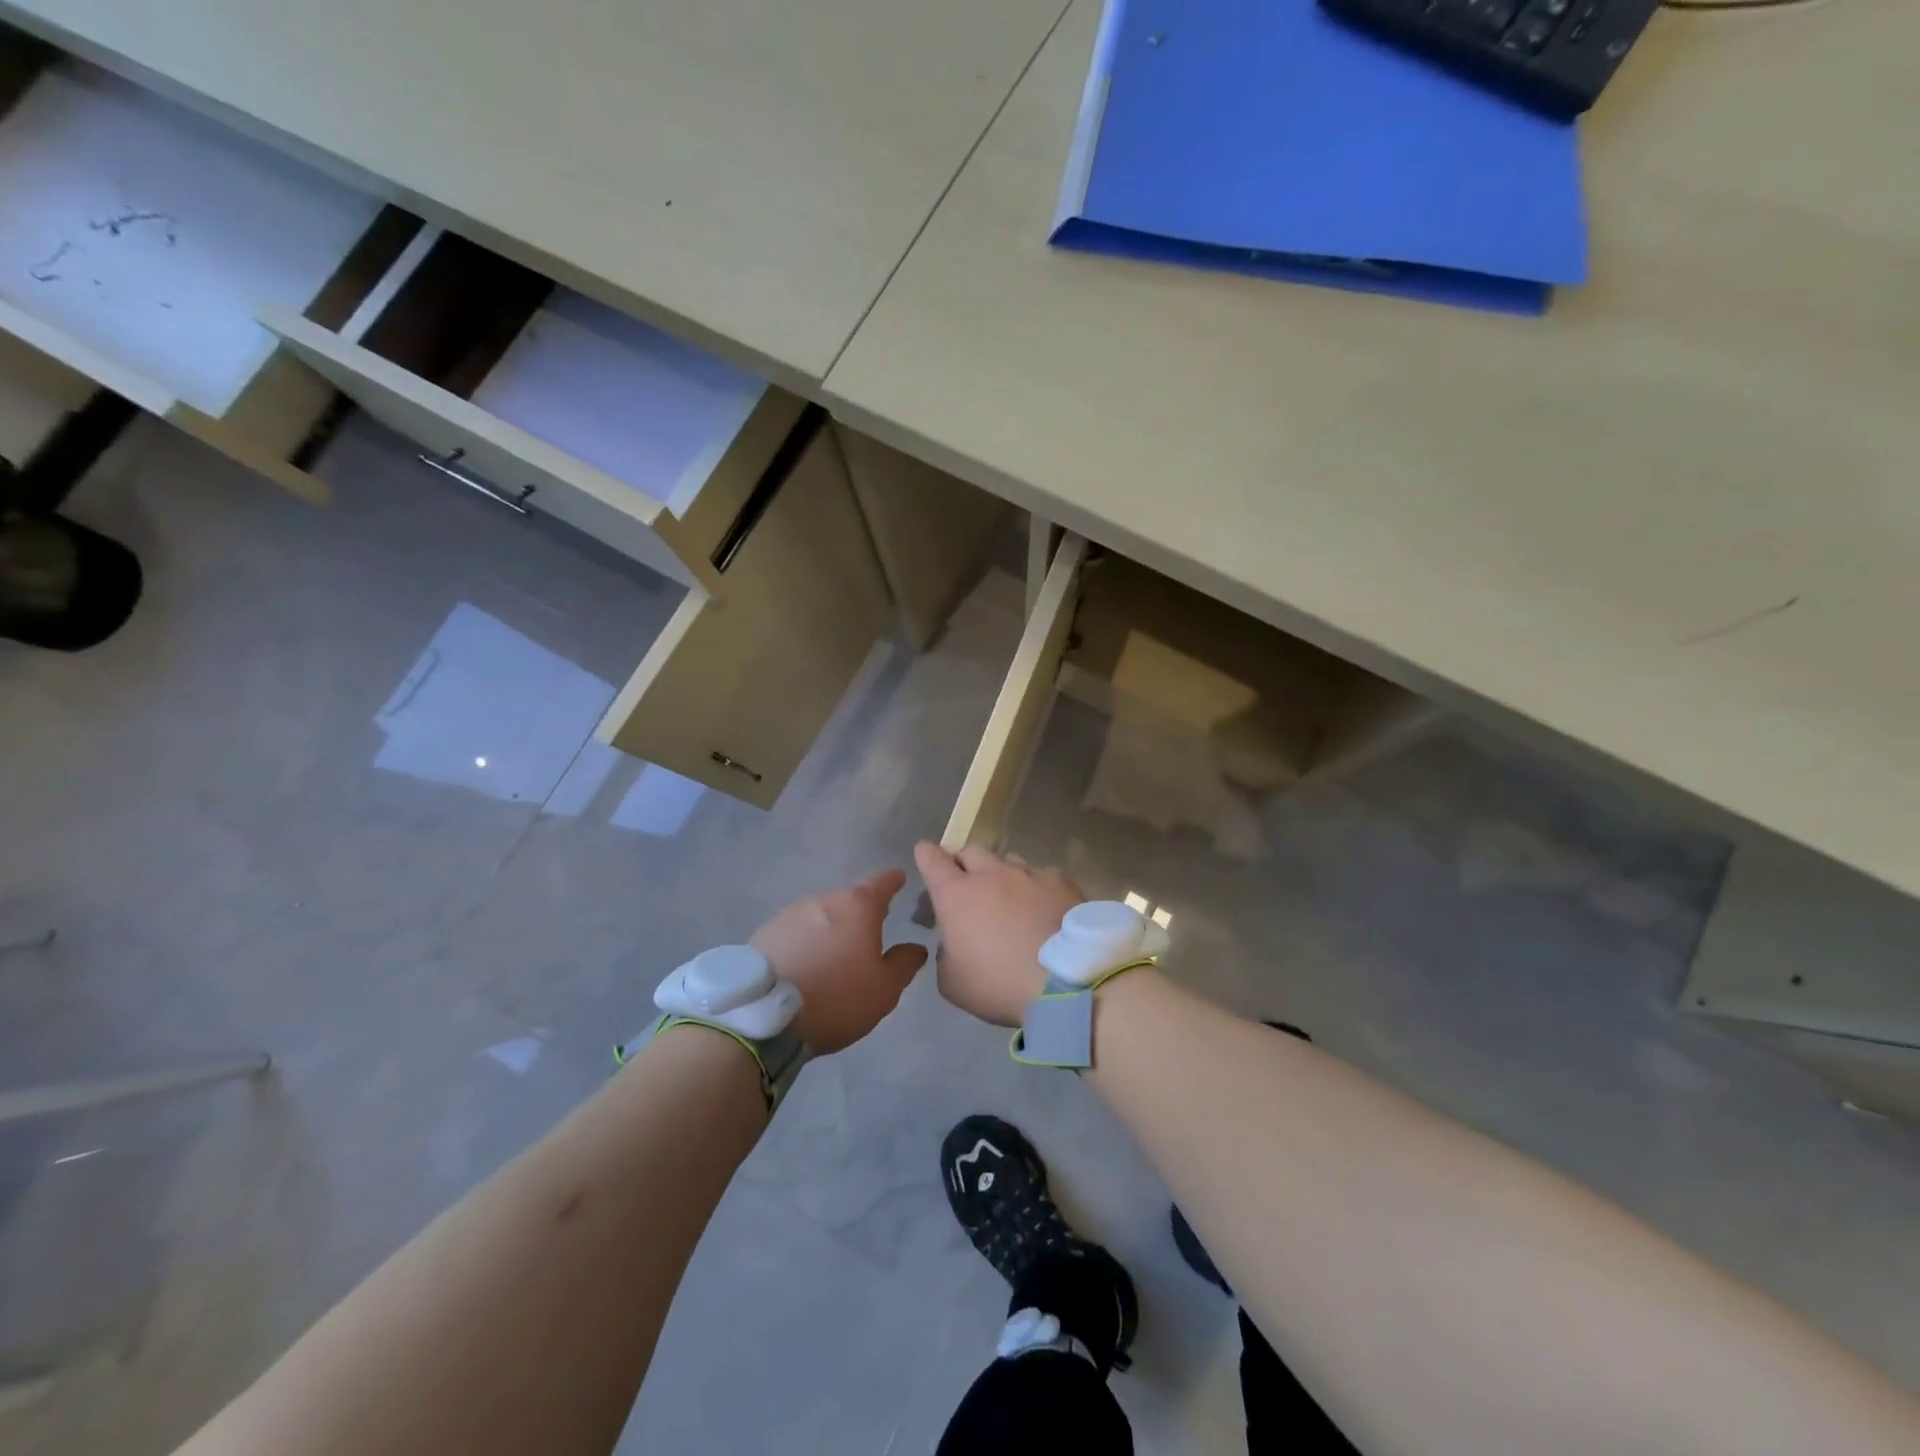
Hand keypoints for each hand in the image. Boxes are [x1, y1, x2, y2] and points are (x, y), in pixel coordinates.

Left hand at [749, 869, 927, 1053]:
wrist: (762, 1015)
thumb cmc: (836, 997)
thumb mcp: (884, 990)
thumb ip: (904, 964)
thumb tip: (915, 947)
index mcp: (858, 906)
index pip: (882, 882)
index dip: (894, 881)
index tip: (900, 879)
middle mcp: (824, 899)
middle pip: (849, 900)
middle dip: (861, 913)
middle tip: (870, 932)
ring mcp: (790, 913)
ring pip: (820, 915)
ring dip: (831, 929)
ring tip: (835, 955)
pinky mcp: (765, 932)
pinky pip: (796, 932)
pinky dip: (806, 942)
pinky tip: (806, 965)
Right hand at [913, 842, 1083, 1026]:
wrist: (1066, 982)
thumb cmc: (999, 984)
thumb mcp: (953, 983)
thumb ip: (946, 954)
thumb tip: (954, 942)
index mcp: (956, 895)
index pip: (932, 859)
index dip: (926, 855)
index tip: (925, 854)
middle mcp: (990, 873)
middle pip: (970, 851)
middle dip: (965, 864)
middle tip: (969, 887)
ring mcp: (1028, 873)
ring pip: (1007, 861)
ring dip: (1002, 876)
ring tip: (1011, 900)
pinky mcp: (1060, 880)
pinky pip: (1041, 875)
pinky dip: (1037, 888)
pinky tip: (1045, 909)